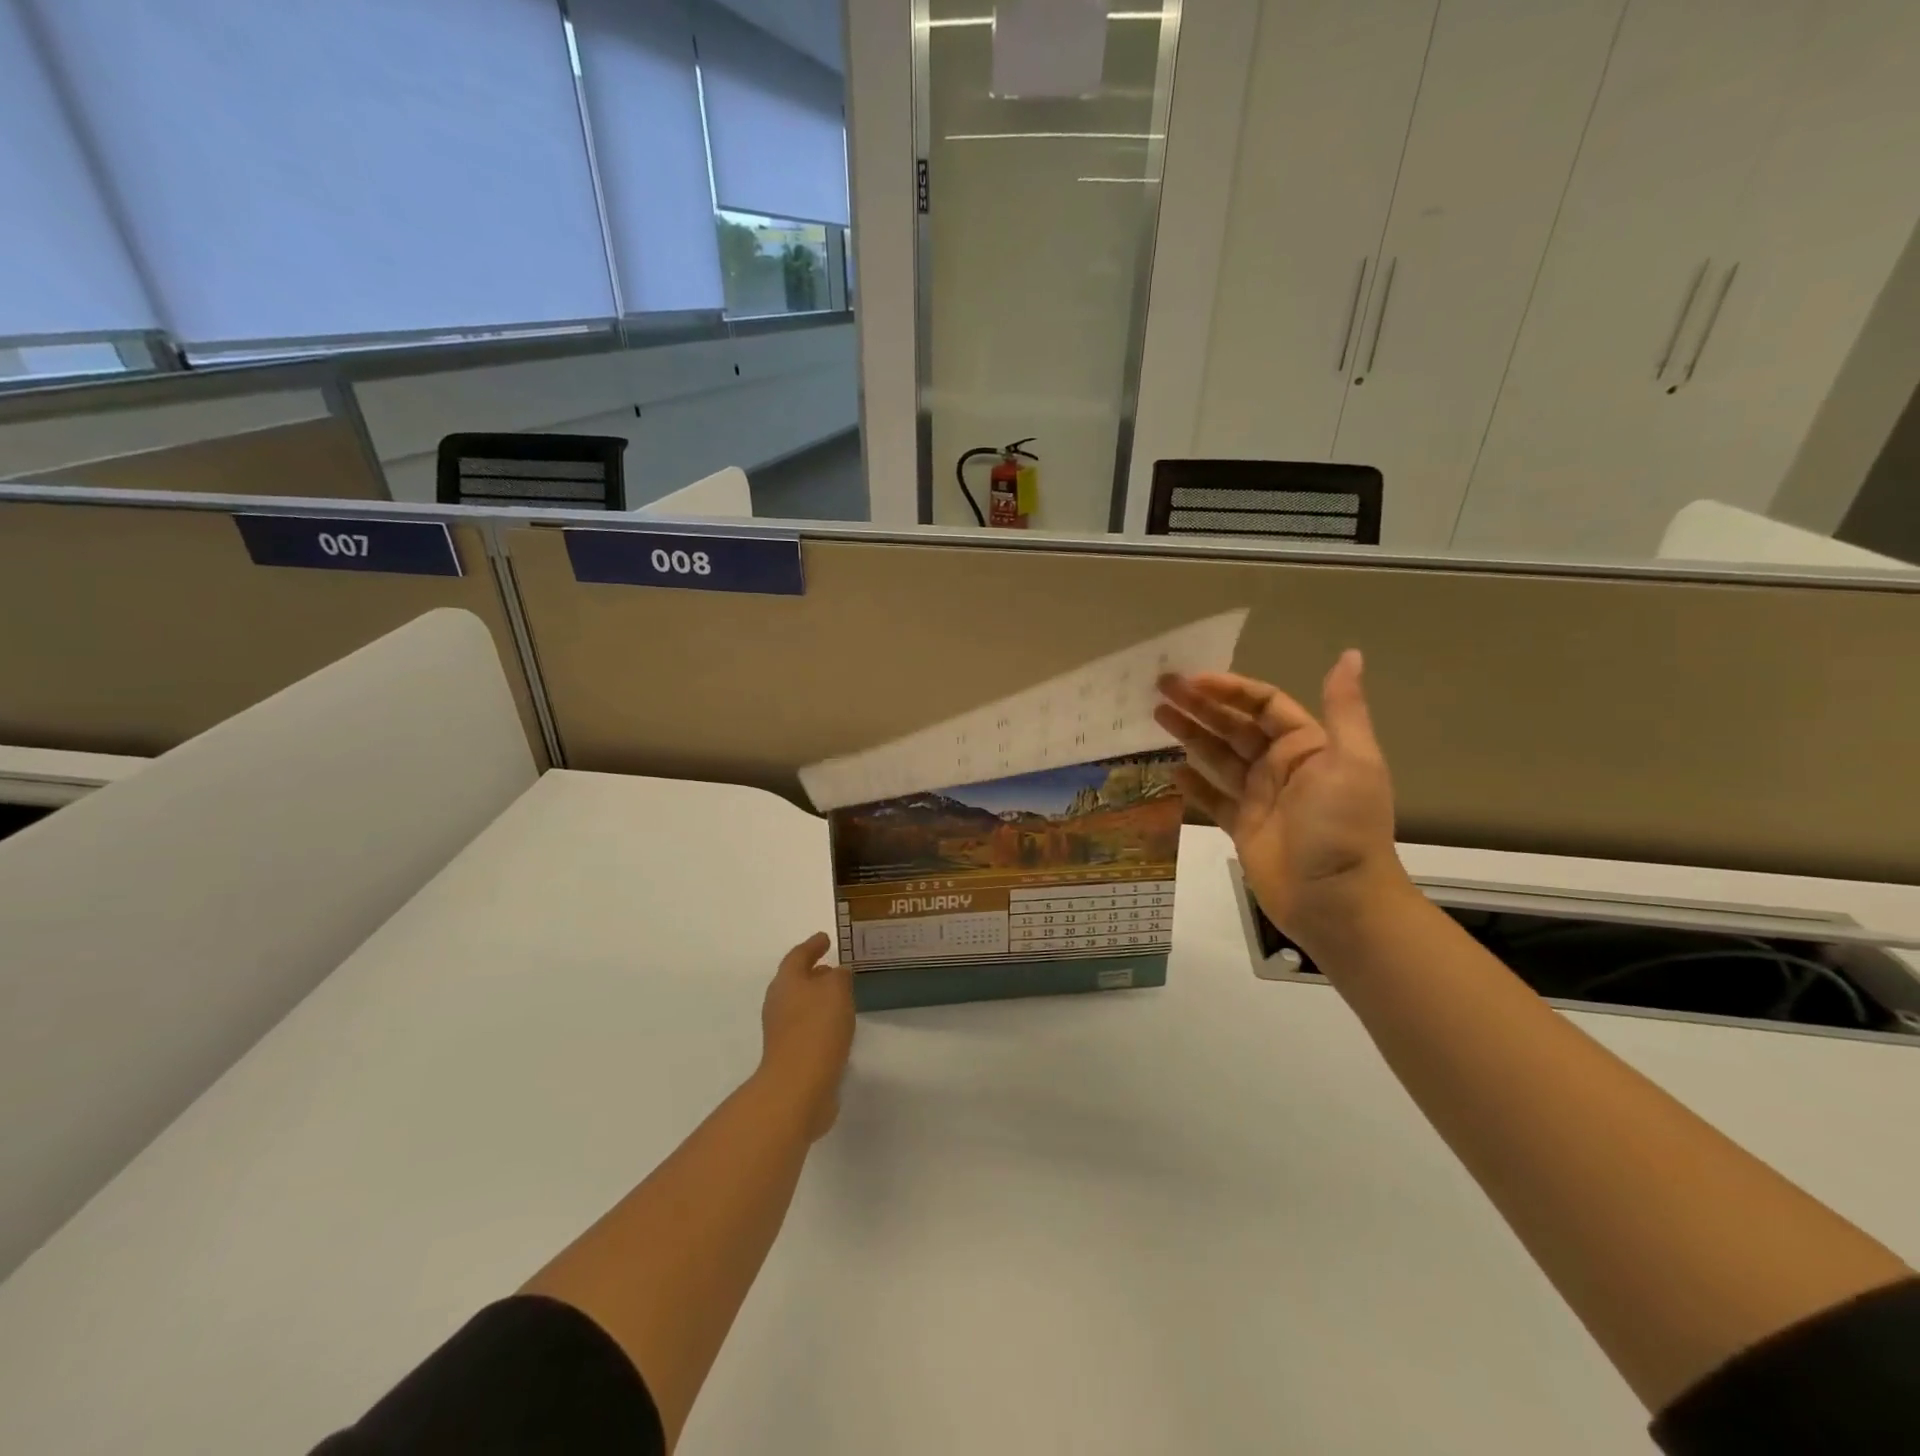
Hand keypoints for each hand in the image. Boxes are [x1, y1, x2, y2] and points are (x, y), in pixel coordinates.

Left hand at [758, 932, 854, 1139]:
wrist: (798, 1087)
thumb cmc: (817, 1028)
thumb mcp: (836, 990)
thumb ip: (839, 976)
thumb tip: (837, 973)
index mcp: (786, 982)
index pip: (798, 955)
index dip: (812, 945)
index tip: (826, 938)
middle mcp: (779, 1003)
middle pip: (796, 980)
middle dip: (814, 972)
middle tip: (835, 966)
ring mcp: (782, 1031)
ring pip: (802, 1005)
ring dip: (818, 998)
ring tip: (841, 995)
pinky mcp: (791, 1055)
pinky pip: (808, 1027)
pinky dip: (821, 1021)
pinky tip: (838, 1026)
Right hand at [1155, 650, 1410, 943]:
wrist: (1337, 901)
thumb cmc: (1341, 826)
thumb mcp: (1351, 761)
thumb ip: (1344, 709)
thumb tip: (1351, 654)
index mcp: (1307, 745)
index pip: (1262, 705)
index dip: (1228, 689)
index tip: (1191, 680)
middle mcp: (1281, 766)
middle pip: (1233, 727)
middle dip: (1199, 706)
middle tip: (1159, 689)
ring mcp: (1259, 797)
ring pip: (1217, 757)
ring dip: (1189, 735)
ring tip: (1155, 716)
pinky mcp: (1241, 826)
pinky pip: (1212, 797)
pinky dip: (1193, 783)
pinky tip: (1169, 768)